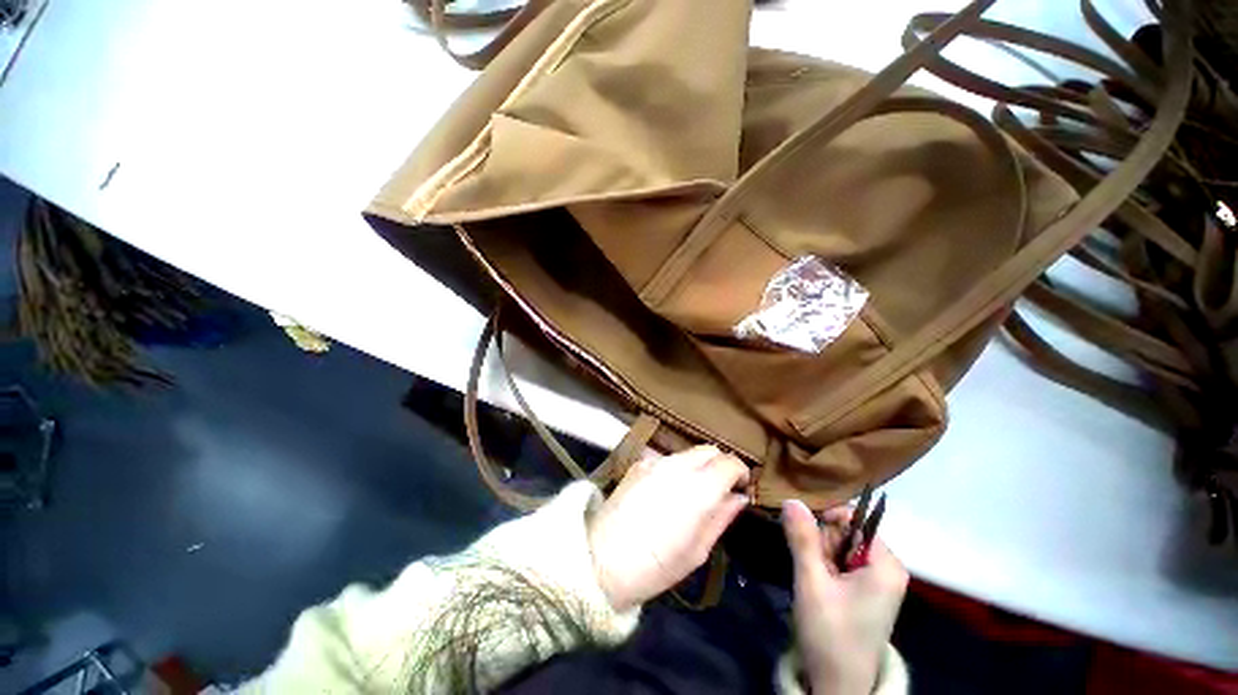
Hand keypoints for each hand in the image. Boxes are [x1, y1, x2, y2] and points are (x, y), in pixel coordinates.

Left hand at [587, 445, 749, 611]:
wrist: (597, 566)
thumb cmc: (654, 568)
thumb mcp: (697, 552)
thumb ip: (720, 519)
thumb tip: (738, 498)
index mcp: (700, 488)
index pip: (730, 462)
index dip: (741, 474)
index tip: (741, 490)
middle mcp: (677, 467)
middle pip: (709, 450)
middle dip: (720, 466)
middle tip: (721, 492)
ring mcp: (652, 464)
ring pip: (686, 453)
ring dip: (698, 467)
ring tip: (694, 494)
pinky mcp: (633, 469)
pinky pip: (664, 460)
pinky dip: (676, 469)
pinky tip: (669, 493)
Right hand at [782, 499, 907, 694]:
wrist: (839, 685)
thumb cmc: (828, 634)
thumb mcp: (811, 586)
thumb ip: (803, 542)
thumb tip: (791, 501)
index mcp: (888, 563)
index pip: (859, 524)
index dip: (829, 525)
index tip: (801, 541)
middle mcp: (895, 570)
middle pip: (856, 541)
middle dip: (827, 551)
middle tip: (809, 577)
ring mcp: (889, 588)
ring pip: (853, 560)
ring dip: (829, 567)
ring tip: (814, 590)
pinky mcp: (880, 603)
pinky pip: (857, 577)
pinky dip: (837, 581)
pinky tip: (824, 599)